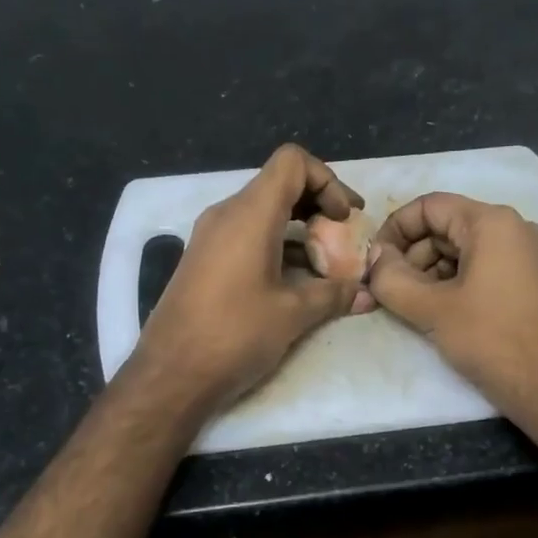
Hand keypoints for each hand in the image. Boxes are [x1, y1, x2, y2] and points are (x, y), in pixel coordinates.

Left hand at [131, 144, 364, 413]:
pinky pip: (247, 236)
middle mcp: (226, 215)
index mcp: (249, 214)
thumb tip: (367, 293)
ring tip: (325, 268)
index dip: (327, 180)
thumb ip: (334, 294)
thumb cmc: (234, 334)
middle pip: (279, 185)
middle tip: (342, 240)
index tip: (344, 219)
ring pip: (263, 213)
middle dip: (318, 206)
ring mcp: (211, 237)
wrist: (171, 374)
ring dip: (298, 231)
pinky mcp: (204, 261)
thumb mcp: (293, 314)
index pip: (292, 162)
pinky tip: (295, 284)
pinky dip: (276, 247)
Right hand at [367, 192, 537, 426]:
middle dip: (409, 256)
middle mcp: (513, 229)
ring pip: (461, 251)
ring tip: (406, 306)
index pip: (429, 206)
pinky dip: (452, 284)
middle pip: (445, 228)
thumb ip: (392, 278)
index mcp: (492, 223)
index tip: (374, 263)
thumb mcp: (432, 309)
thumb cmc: (492, 340)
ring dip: (428, 274)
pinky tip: (435, 312)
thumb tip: (374, 259)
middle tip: (384, 291)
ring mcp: (526, 256)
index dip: (394, 230)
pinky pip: (481, 268)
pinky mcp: (530, 282)